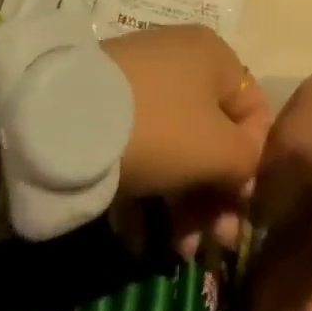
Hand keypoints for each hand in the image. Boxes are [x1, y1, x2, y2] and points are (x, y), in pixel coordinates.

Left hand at [103, 25, 270, 256]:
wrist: (57, 119)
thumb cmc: (159, 127)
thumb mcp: (219, 150)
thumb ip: (249, 162)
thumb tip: (246, 174)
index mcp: (216, 57)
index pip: (253, 113)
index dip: (254, 165)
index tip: (240, 212)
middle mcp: (182, 61)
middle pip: (212, 136)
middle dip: (214, 196)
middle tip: (210, 246)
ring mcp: (140, 83)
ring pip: (175, 148)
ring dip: (181, 205)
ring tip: (175, 253)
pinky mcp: (104, 107)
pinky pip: (139, 149)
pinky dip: (144, 193)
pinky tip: (137, 238)